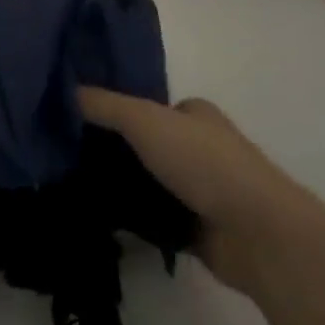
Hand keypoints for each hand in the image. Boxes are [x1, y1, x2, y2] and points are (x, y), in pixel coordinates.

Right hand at [79, 89, 314, 297]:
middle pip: (146, 145)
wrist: (257, 233)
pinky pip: (155, 218)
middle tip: (67, 155)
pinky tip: (99, 218)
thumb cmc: (204, 162)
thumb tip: (68, 90)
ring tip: (72, 186)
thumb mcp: (145, 120)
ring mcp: (201, 190)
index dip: (114, 110)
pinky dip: (134, 219)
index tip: (75, 119)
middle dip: (113, 151)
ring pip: (149, 182)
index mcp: (193, 114)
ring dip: (121, 186)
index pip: (146, 106)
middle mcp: (198, 147)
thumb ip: (106, 105)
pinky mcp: (198, 229)